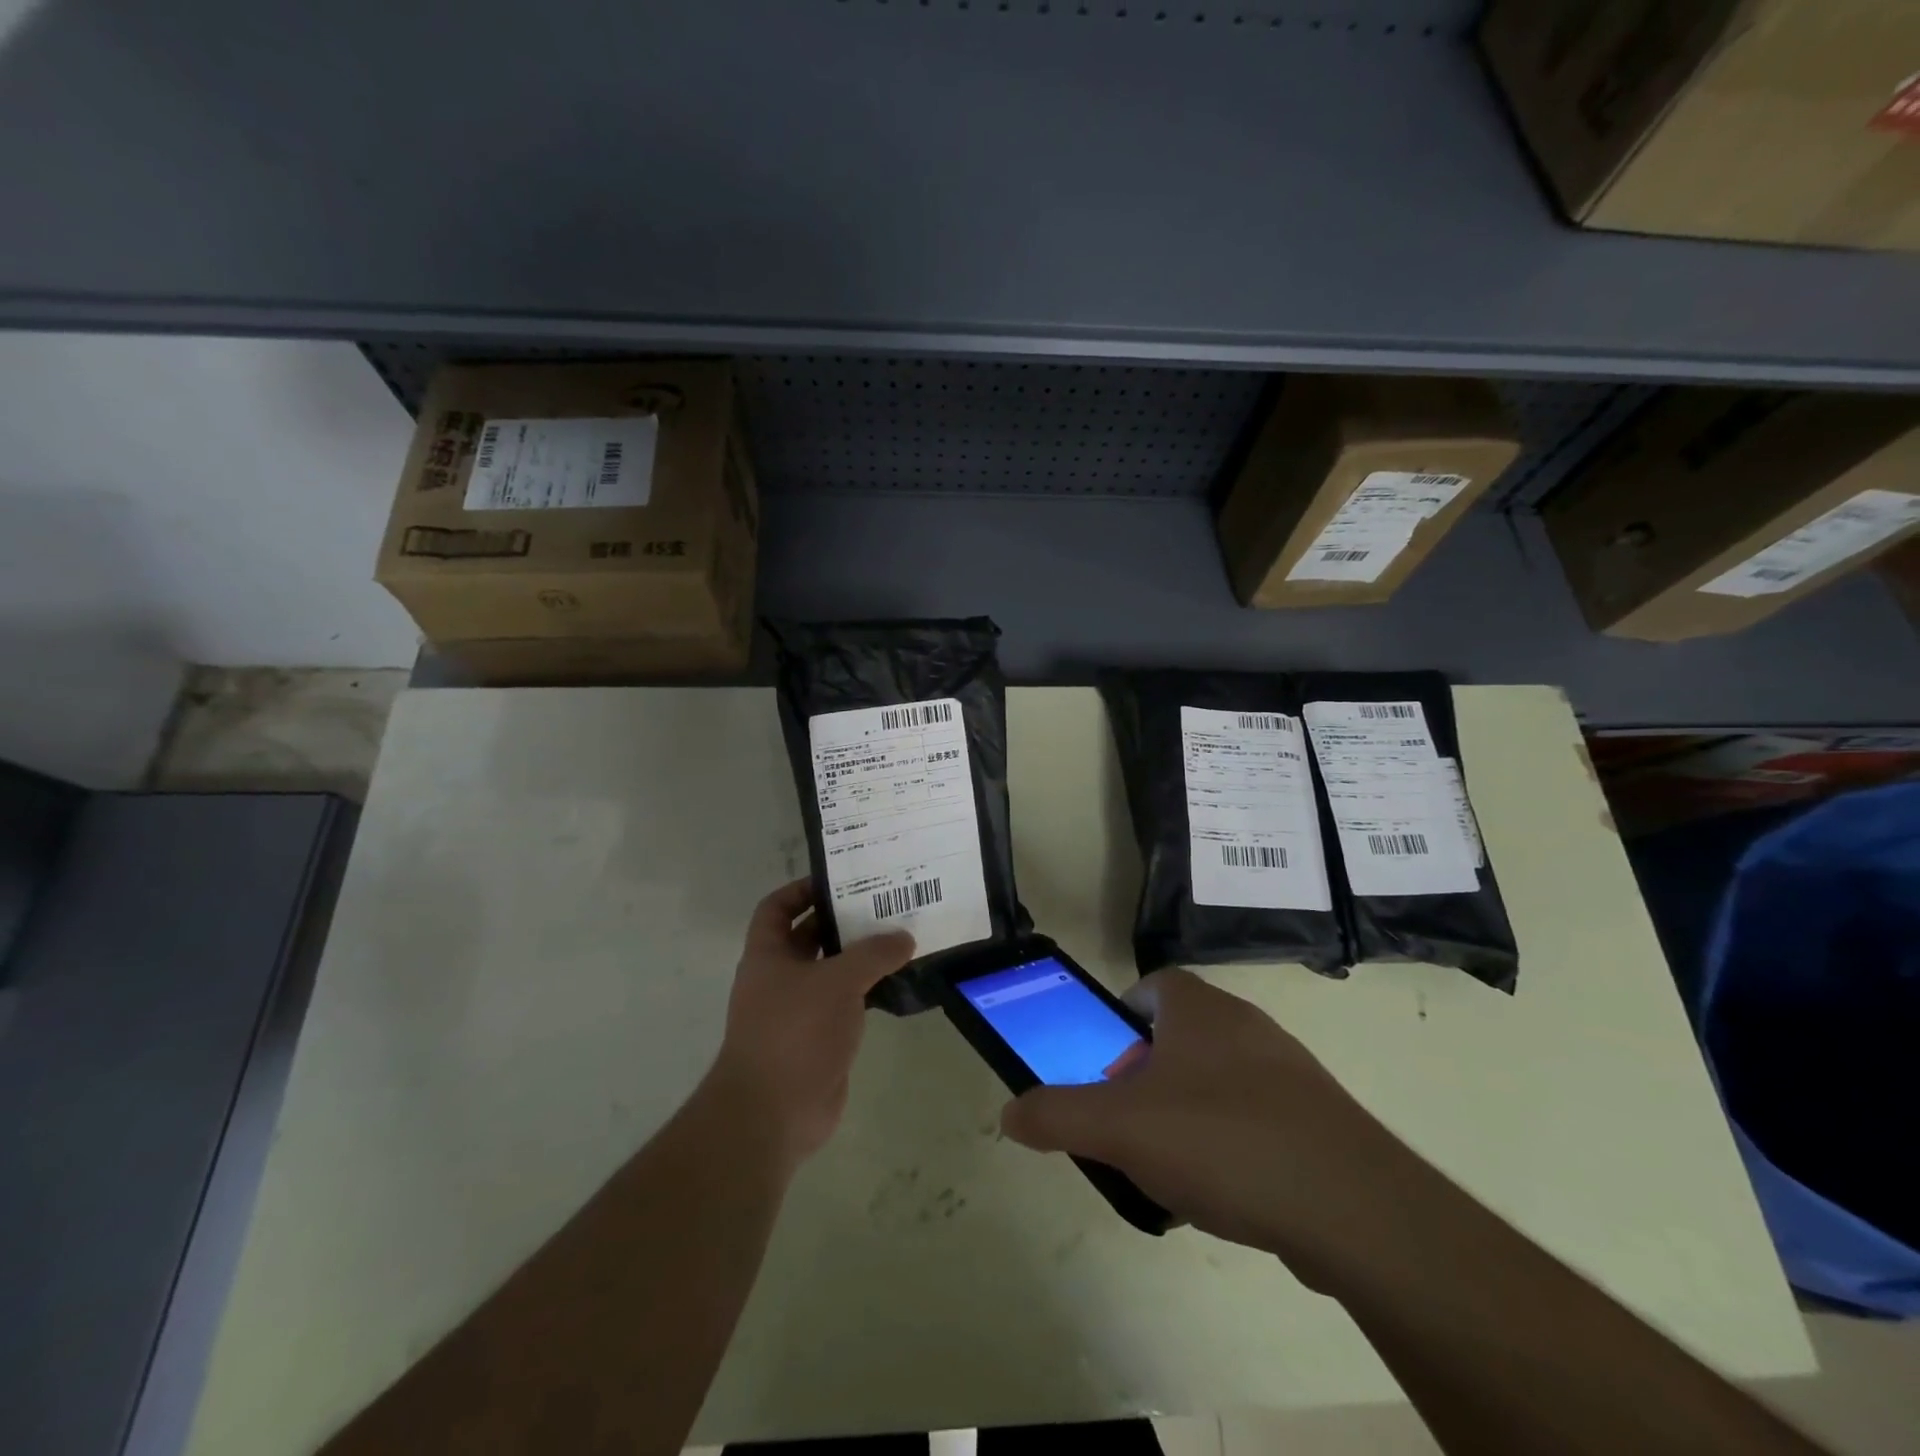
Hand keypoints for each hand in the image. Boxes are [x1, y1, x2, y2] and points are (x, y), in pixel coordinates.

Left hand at [708, 879, 913, 1168]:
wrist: (773, 1112)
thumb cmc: (795, 1031)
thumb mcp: (838, 981)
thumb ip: (873, 954)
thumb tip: (904, 937)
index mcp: (768, 955)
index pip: (776, 907)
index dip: (801, 889)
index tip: (840, 880)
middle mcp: (779, 978)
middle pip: (809, 936)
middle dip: (841, 920)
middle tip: (884, 904)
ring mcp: (798, 1011)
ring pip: (831, 972)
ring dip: (860, 957)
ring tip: (900, 937)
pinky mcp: (819, 1039)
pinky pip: (845, 1004)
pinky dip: (867, 992)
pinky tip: (898, 983)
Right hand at [1001, 969, 1414, 1270]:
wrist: (1353, 1207)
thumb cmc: (1222, 1140)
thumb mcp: (1120, 1128)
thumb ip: (1058, 1116)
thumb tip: (1010, 1113)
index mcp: (1200, 1009)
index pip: (1154, 984)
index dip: (1123, 1015)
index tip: (1106, 1060)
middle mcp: (1246, 1026)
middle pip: (1182, 1034)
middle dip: (1148, 1072)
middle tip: (1128, 1118)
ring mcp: (1290, 1072)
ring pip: (1220, 1079)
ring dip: (1188, 1110)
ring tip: (1169, 1165)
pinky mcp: (1320, 1121)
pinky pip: (1258, 1119)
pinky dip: (1231, 1144)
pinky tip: (1224, 1194)